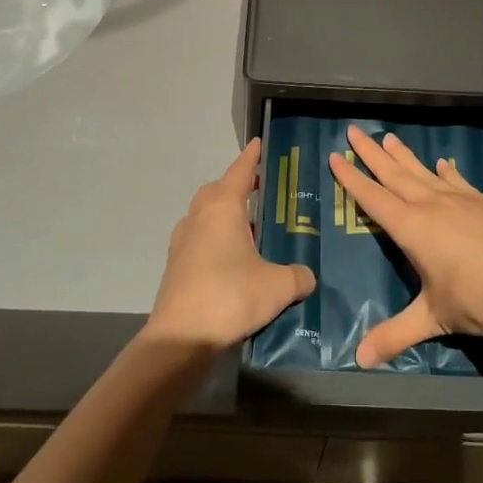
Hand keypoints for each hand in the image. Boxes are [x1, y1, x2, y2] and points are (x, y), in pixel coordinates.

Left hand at [146, 138, 316, 353]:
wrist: (181, 338)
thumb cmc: (230, 297)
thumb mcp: (278, 286)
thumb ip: (298, 276)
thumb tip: (306, 276)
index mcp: (222, 208)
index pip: (240, 171)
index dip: (252, 157)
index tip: (259, 143)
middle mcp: (199, 217)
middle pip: (217, 190)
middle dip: (237, 186)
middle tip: (260, 191)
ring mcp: (183, 242)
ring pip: (205, 215)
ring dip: (224, 214)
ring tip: (249, 228)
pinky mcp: (176, 266)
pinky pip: (199, 239)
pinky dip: (215, 239)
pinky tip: (232, 260)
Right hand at [328, 125, 482, 367]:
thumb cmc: (477, 297)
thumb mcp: (434, 318)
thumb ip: (396, 335)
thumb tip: (359, 361)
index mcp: (411, 228)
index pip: (373, 198)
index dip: (352, 178)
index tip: (335, 156)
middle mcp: (432, 205)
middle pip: (394, 173)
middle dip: (371, 153)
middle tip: (353, 130)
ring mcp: (461, 199)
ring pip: (424, 171)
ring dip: (404, 155)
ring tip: (388, 137)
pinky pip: (458, 180)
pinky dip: (446, 171)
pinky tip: (444, 164)